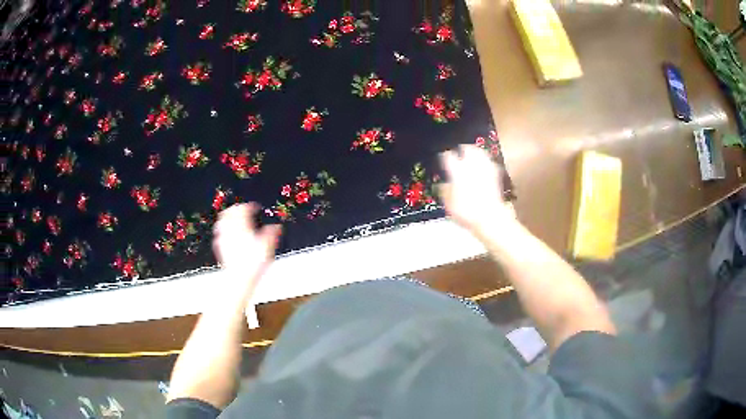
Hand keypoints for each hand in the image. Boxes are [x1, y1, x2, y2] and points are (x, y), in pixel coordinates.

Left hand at [212, 203, 281, 282]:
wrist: (239, 279)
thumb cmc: (253, 264)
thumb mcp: (267, 247)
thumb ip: (271, 233)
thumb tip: (276, 226)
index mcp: (242, 226)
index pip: (243, 209)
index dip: (250, 206)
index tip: (255, 207)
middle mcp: (230, 230)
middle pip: (230, 212)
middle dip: (236, 209)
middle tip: (242, 209)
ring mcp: (223, 238)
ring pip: (222, 222)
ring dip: (227, 217)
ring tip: (232, 218)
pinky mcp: (219, 248)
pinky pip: (219, 234)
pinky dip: (223, 230)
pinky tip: (226, 235)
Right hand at [439, 145, 516, 234]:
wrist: (490, 217)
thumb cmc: (467, 212)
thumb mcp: (449, 204)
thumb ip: (445, 191)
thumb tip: (442, 185)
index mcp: (457, 171)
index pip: (448, 156)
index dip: (445, 155)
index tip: (443, 157)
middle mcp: (472, 165)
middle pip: (467, 148)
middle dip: (463, 148)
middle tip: (459, 151)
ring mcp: (485, 168)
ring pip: (480, 153)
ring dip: (475, 152)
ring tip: (472, 155)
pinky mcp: (496, 175)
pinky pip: (489, 163)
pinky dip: (485, 162)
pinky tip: (483, 167)